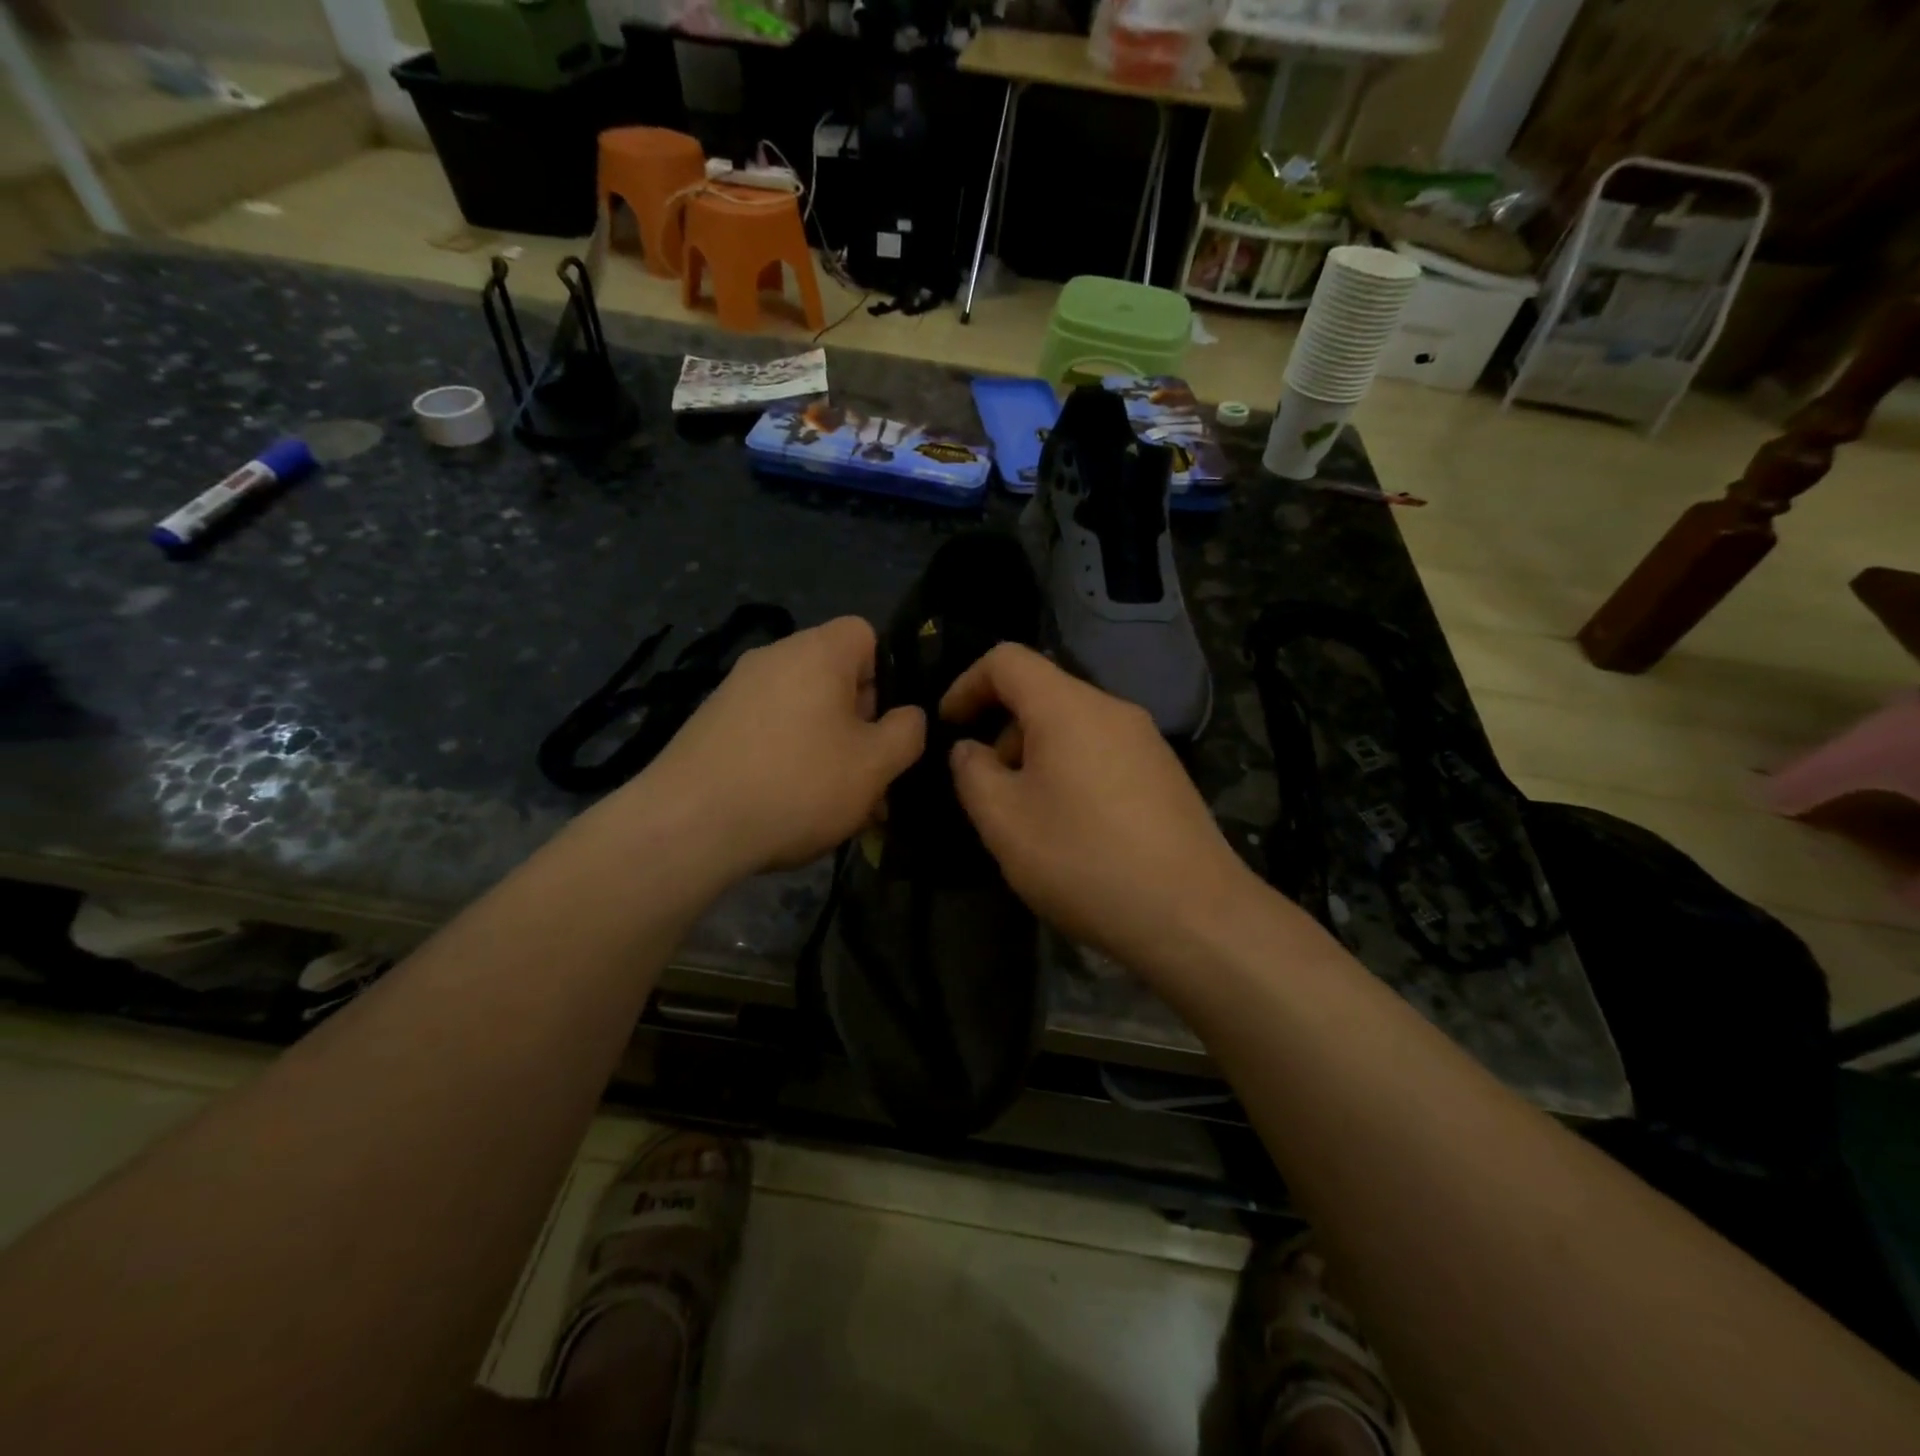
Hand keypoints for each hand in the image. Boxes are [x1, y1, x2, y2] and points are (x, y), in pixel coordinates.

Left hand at [638, 617, 924, 876]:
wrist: (688, 826)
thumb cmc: (798, 785)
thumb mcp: (875, 765)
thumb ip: (908, 733)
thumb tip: (908, 716)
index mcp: (817, 651)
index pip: (866, 634)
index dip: (887, 676)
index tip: (885, 725)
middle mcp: (774, 657)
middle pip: (834, 676)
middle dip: (859, 723)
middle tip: (867, 777)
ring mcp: (735, 690)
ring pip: (803, 711)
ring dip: (826, 749)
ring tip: (833, 804)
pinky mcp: (710, 724)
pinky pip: (768, 730)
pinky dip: (787, 758)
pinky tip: (788, 806)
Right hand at [941, 644, 1260, 977]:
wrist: (1192, 914)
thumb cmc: (1084, 860)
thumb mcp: (1004, 821)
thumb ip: (972, 773)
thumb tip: (970, 750)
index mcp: (1068, 707)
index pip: (1007, 660)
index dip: (967, 683)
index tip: (949, 724)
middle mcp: (1112, 709)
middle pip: (1043, 693)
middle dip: (1003, 729)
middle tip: (988, 787)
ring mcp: (1146, 741)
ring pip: (1074, 725)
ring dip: (1037, 755)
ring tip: (1029, 815)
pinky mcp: (1165, 773)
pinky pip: (1102, 751)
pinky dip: (1071, 770)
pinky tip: (1074, 828)